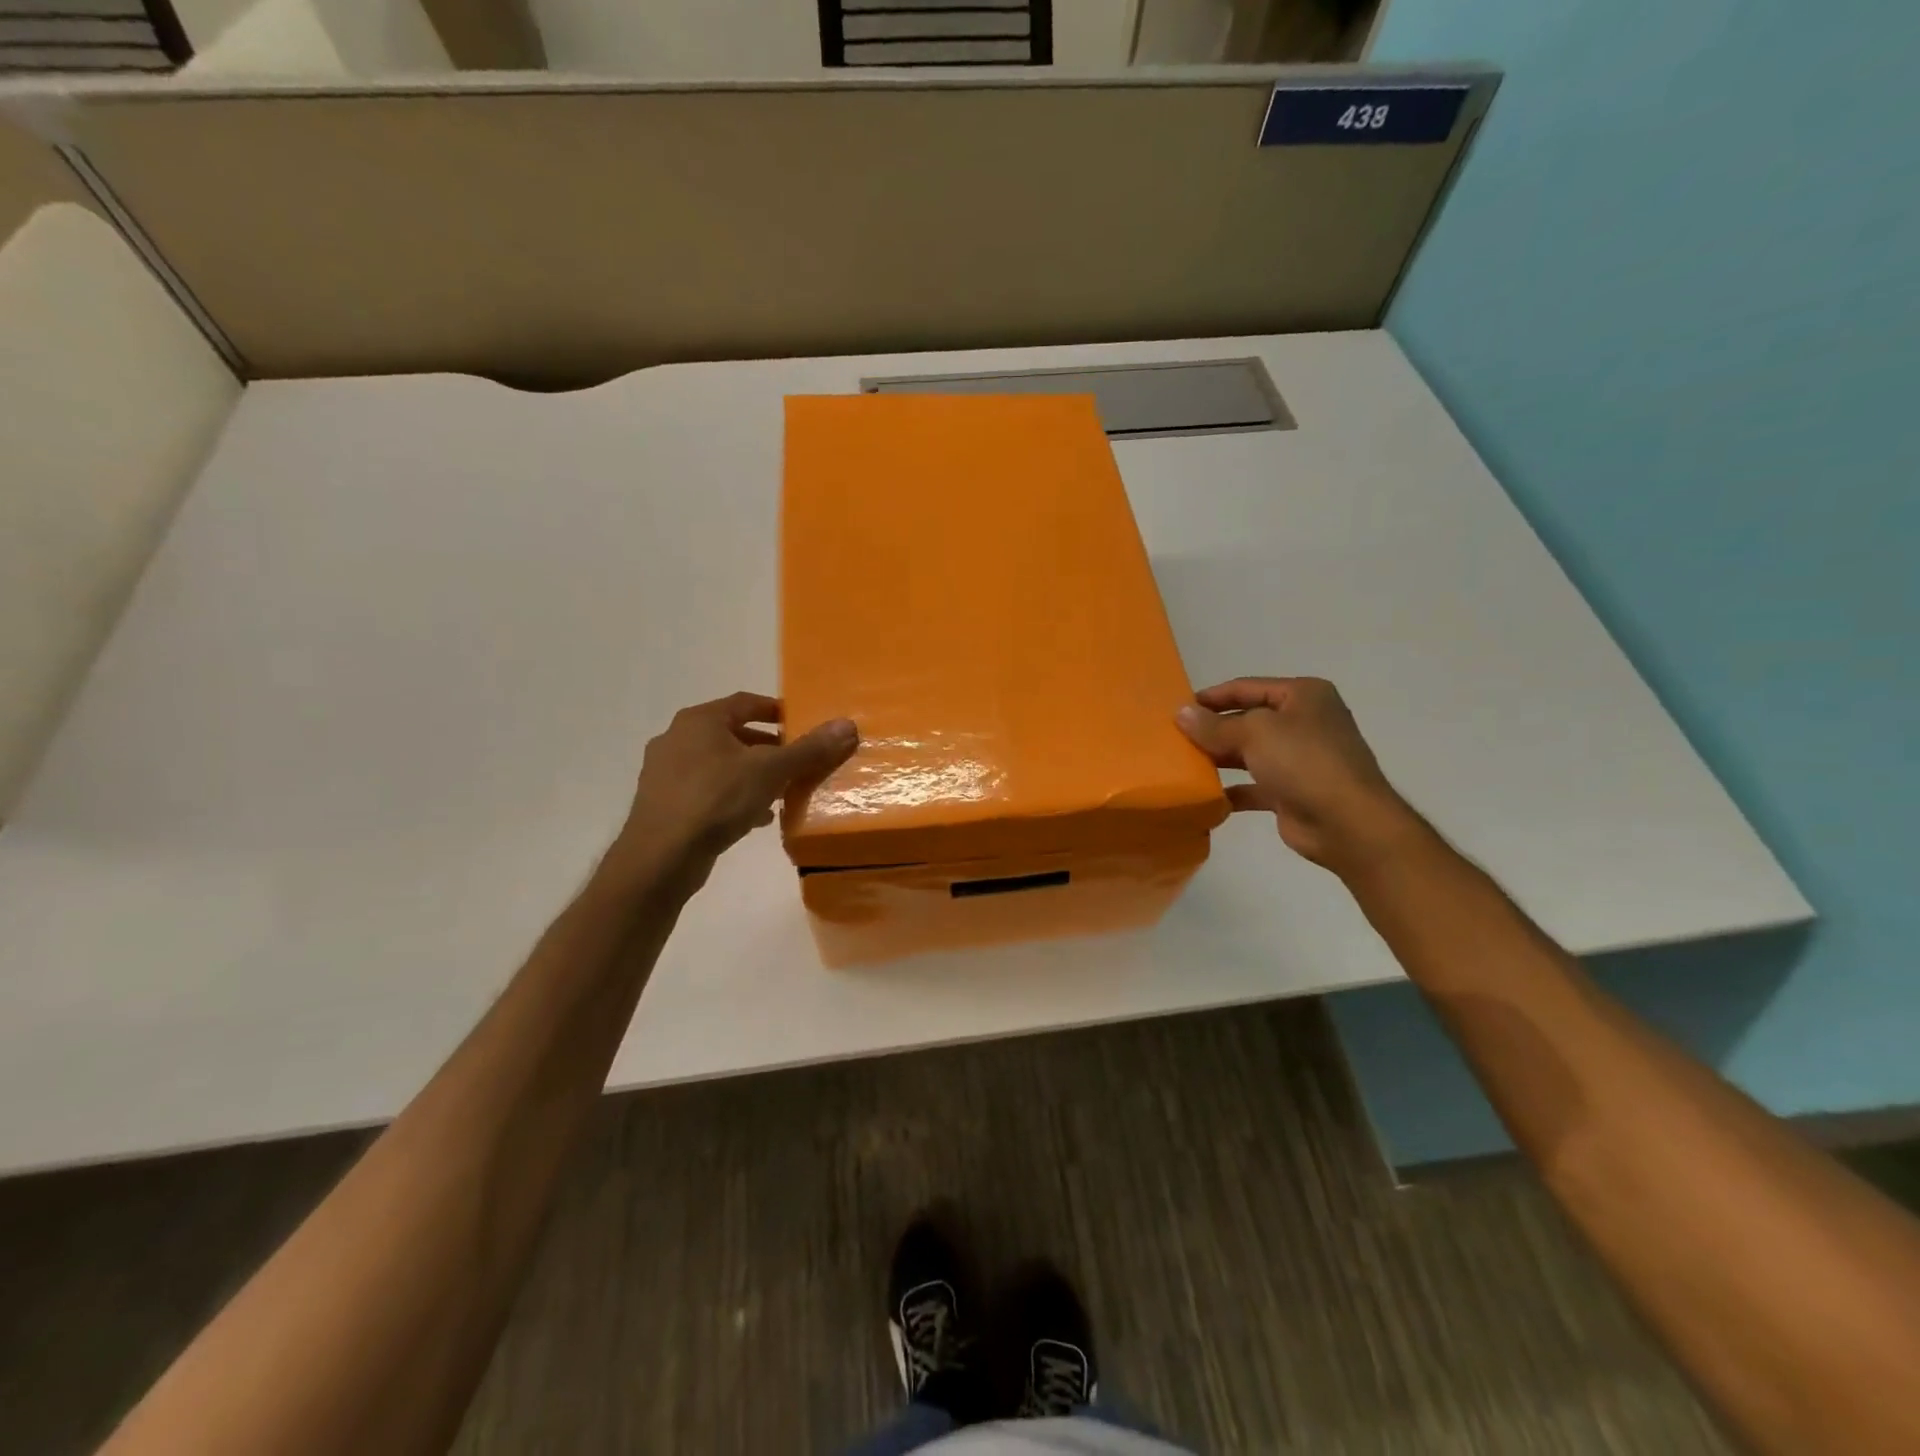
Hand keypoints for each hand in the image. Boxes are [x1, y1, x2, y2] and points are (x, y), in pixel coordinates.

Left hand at [612, 692, 857, 875]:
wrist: (661, 857)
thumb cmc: (716, 799)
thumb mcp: (771, 771)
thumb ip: (809, 749)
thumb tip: (848, 725)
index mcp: (699, 720)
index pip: (745, 703)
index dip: (776, 711)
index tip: (801, 724)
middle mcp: (677, 739)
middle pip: (733, 734)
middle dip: (768, 747)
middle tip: (796, 760)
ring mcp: (665, 773)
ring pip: (720, 765)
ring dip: (752, 774)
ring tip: (782, 791)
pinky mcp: (664, 804)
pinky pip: (708, 791)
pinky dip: (734, 797)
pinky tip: (756, 817)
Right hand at [1177, 677, 1416, 873]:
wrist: (1347, 823)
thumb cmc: (1303, 762)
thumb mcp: (1254, 733)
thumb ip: (1214, 725)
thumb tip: (1180, 713)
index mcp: (1302, 696)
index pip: (1247, 688)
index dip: (1212, 697)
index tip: (1177, 708)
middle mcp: (1304, 722)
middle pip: (1247, 720)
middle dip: (1213, 729)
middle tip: (1174, 738)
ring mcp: (1300, 759)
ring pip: (1249, 753)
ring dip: (1219, 758)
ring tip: (1183, 764)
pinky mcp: (1292, 792)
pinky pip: (1254, 786)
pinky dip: (1232, 790)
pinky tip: (1205, 796)